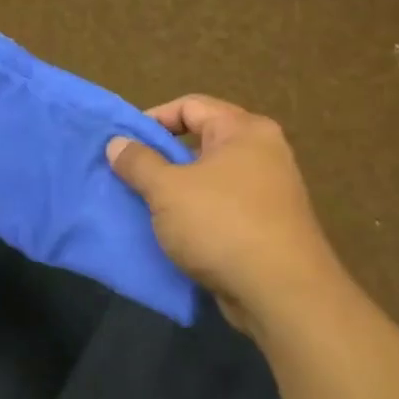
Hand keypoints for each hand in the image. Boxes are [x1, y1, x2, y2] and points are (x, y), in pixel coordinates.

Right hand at [107, 95, 331, 326]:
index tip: (124, 143)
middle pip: (201, 141)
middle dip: (162, 157)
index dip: (153, 118)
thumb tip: (117, 143)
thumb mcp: (167, 189)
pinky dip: (195, 214)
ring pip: (209, 178)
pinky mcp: (266, 226)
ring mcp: (268, 191)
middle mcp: (262, 153)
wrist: (281, 293)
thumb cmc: (222, 225)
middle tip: (129, 175)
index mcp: (244, 131)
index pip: (190, 106)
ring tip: (143, 204)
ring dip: (175, 190)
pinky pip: (221, 207)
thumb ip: (139, 162)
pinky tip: (170, 232)